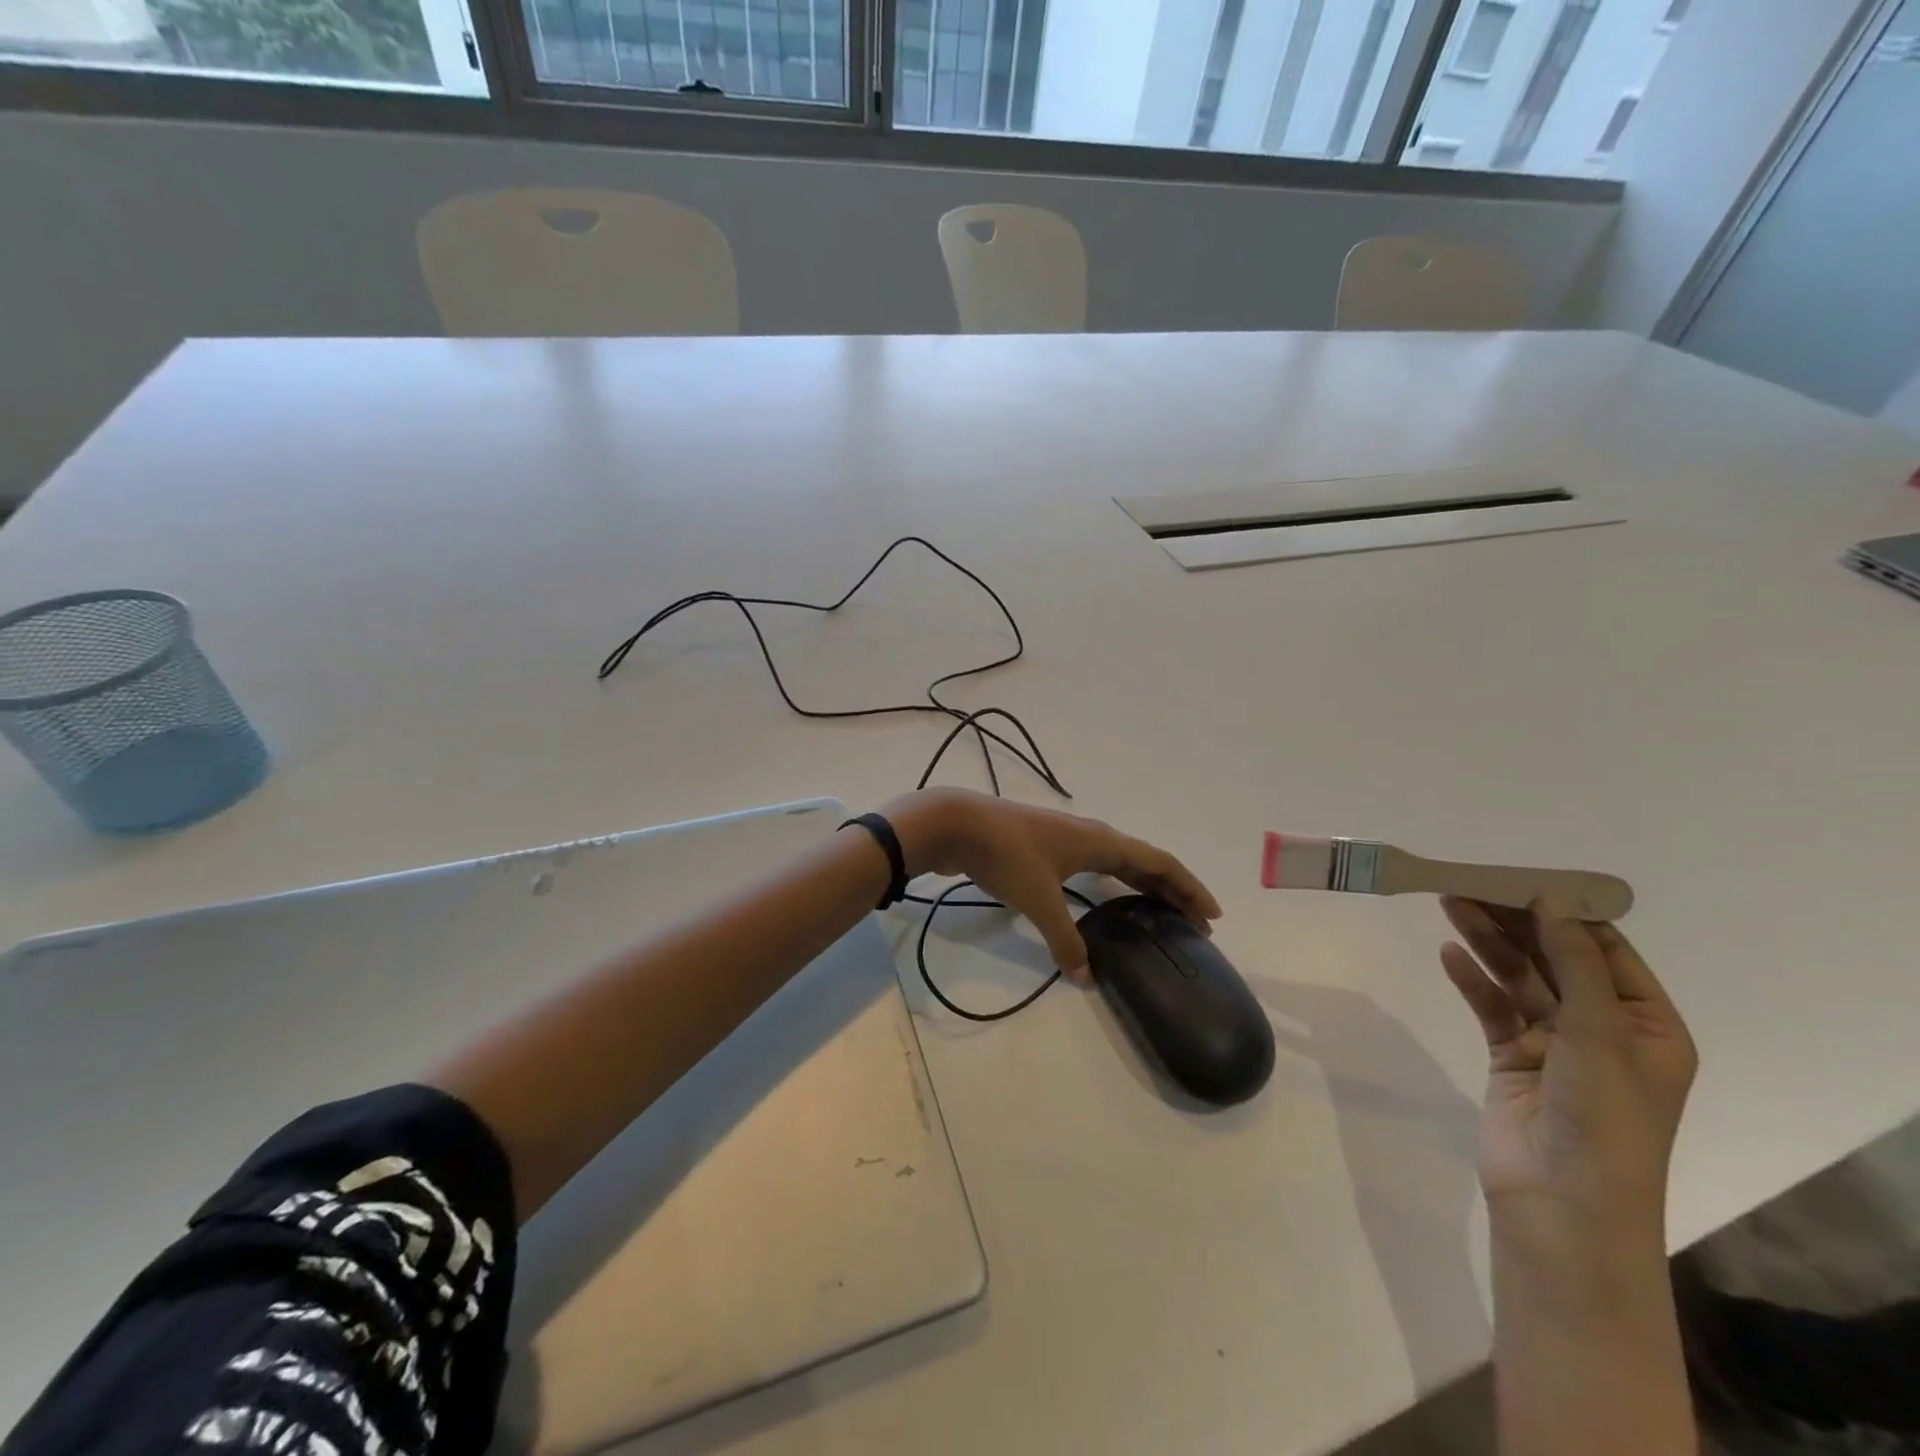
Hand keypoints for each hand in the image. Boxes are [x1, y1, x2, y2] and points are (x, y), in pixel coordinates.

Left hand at [882, 788, 1220, 981]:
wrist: (955, 824)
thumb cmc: (1005, 856)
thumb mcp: (1039, 902)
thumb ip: (1065, 941)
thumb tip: (1086, 977)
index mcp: (1100, 842)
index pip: (1158, 863)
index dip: (1188, 887)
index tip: (1212, 914)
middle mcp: (1089, 835)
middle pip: (1142, 861)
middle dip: (1170, 890)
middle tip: (1194, 922)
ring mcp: (1064, 838)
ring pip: (1115, 861)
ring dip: (1140, 885)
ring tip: (1156, 911)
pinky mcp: (1042, 846)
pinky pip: (1091, 864)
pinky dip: (1109, 883)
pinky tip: (1100, 900)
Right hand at [1439, 897, 1696, 1234]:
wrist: (1563, 1203)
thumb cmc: (1603, 1119)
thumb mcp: (1599, 1034)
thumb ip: (1573, 963)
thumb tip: (1551, 901)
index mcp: (1646, 1025)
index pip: (1604, 951)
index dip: (1563, 912)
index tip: (1519, 879)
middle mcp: (1602, 1029)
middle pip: (1553, 959)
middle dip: (1513, 922)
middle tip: (1468, 884)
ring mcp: (1553, 1044)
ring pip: (1516, 978)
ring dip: (1485, 942)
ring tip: (1447, 903)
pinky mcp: (1511, 1056)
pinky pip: (1491, 1007)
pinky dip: (1471, 980)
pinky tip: (1449, 954)